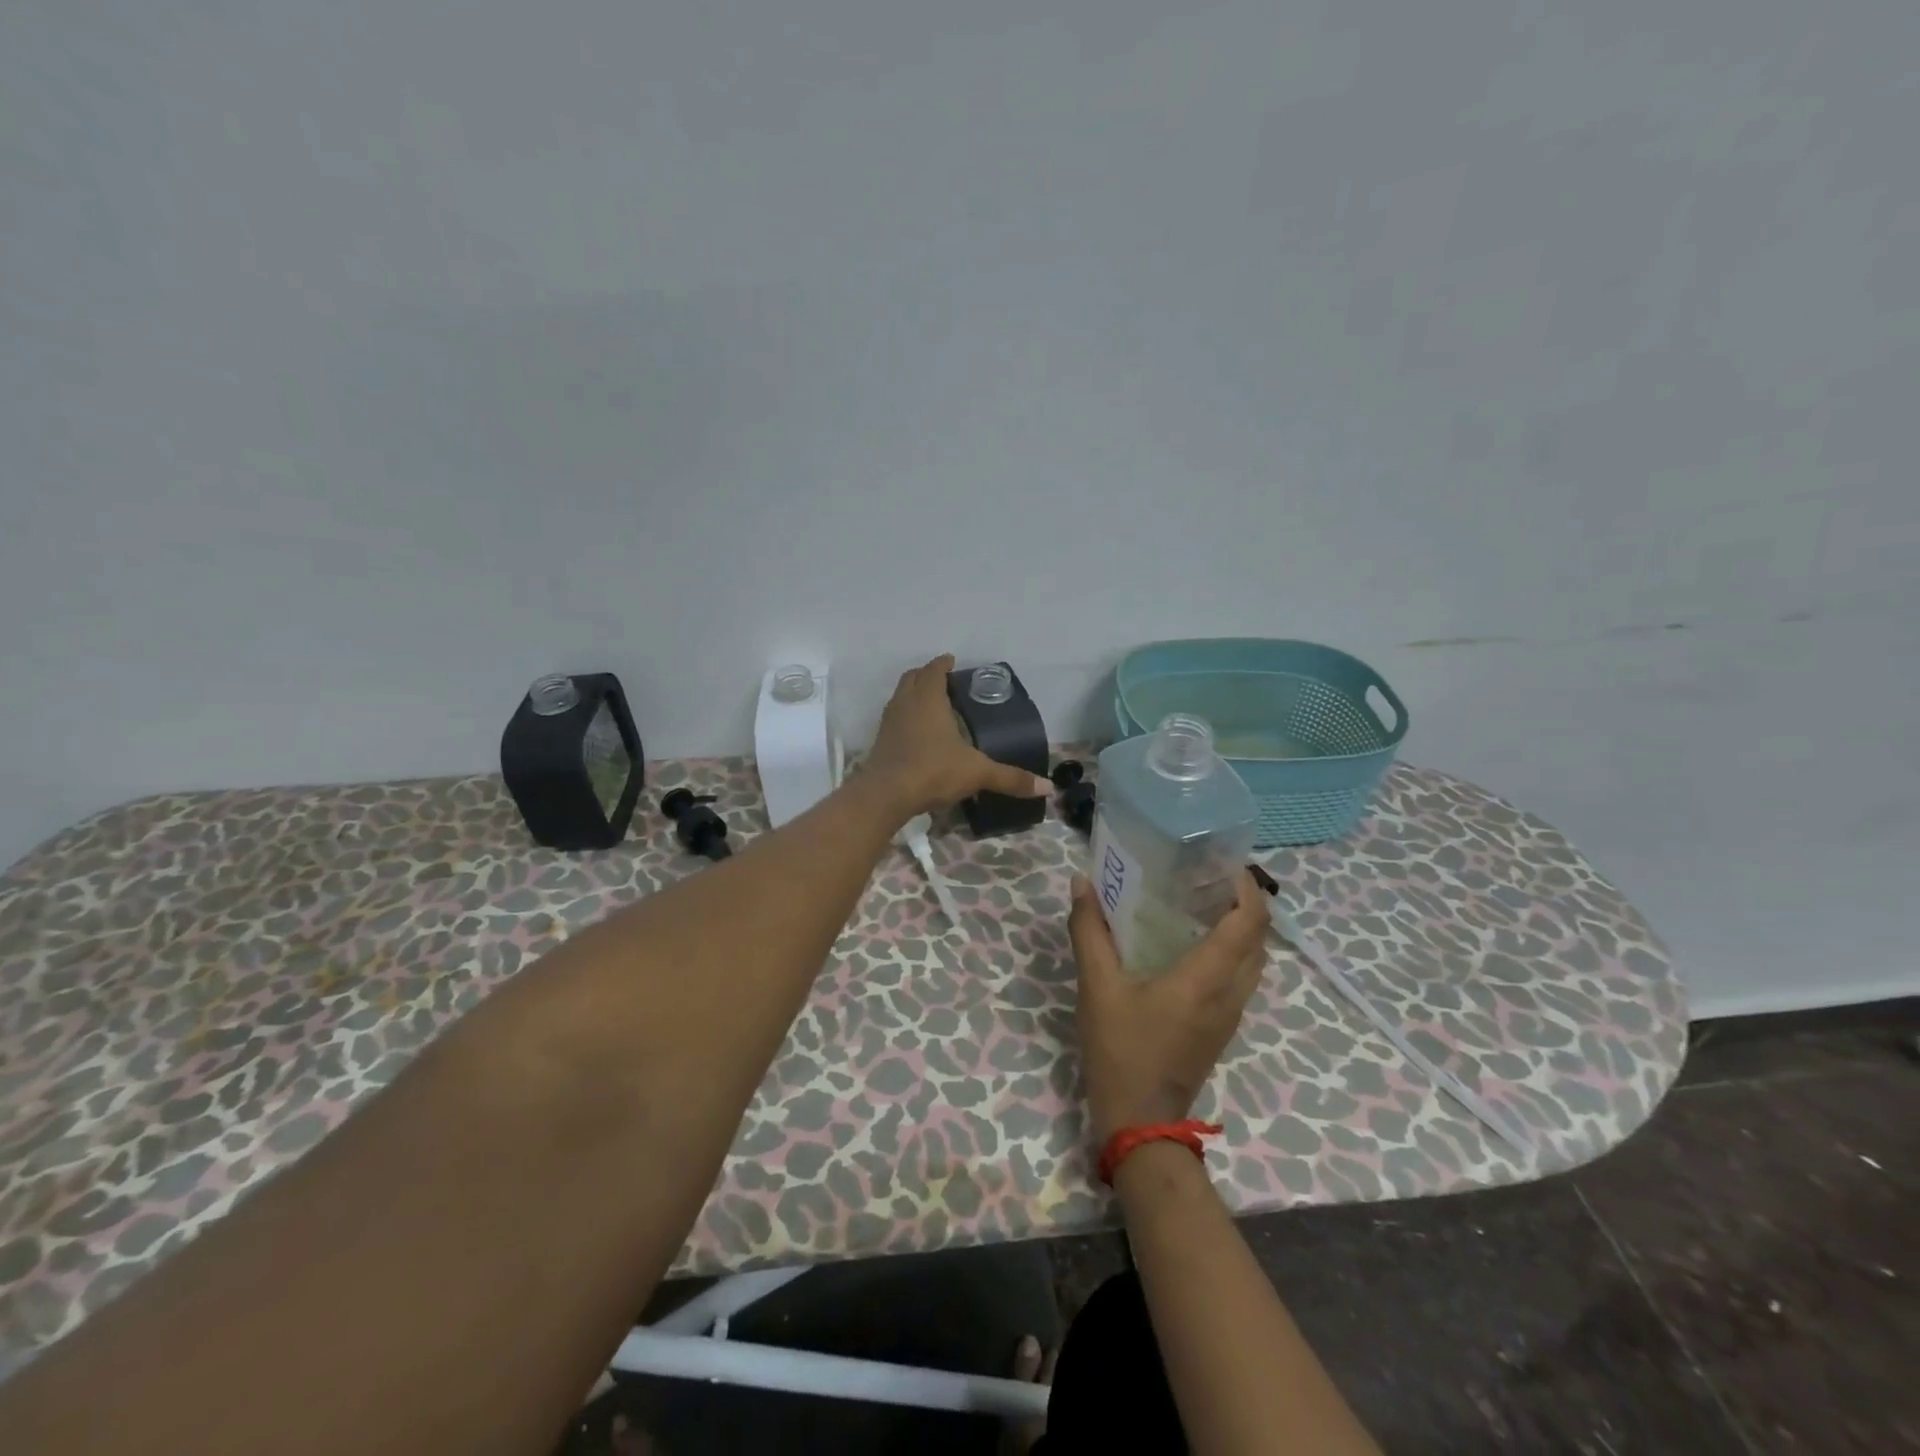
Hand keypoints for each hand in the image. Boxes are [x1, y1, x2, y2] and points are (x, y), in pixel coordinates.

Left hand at [863, 655, 1052, 819]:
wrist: (885, 794)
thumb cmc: (933, 770)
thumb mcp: (977, 772)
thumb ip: (1010, 778)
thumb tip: (1047, 788)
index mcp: (928, 698)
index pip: (934, 670)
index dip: (943, 664)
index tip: (952, 662)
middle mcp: (905, 703)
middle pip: (912, 678)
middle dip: (926, 675)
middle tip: (944, 681)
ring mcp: (888, 722)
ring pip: (899, 697)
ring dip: (913, 695)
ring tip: (932, 706)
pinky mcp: (880, 742)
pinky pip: (894, 719)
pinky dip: (905, 718)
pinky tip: (918, 735)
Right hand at [1070, 868, 1271, 1143]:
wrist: (1140, 1122)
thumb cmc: (1121, 1049)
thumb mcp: (1097, 986)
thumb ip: (1089, 930)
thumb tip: (1082, 882)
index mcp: (1208, 977)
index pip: (1250, 922)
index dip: (1247, 888)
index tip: (1224, 864)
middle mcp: (1231, 992)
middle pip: (1260, 938)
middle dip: (1245, 902)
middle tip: (1208, 877)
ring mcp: (1230, 1013)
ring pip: (1254, 960)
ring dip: (1241, 927)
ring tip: (1202, 903)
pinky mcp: (1221, 1027)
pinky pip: (1241, 977)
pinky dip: (1231, 950)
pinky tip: (1193, 944)